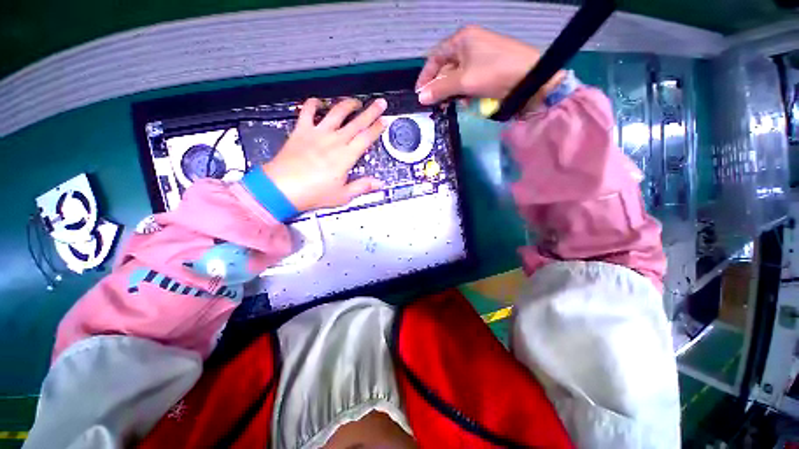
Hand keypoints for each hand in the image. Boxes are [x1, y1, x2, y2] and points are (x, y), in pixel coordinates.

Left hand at [262, 97, 386, 211]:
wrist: (282, 188)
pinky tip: (319, 102)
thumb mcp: (343, 195)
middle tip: (380, 103)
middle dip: (371, 111)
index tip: (384, 121)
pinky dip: (313, 103)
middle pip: (357, 122)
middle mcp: (334, 141)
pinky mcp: (301, 131)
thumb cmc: (313, 193)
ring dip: (348, 105)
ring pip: (336, 112)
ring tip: (356, 102)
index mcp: (346, 156)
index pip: (366, 138)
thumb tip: (378, 184)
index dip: (377, 128)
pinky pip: (307, 111)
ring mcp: (317, 133)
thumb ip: (362, 187)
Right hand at [416, 26, 563, 110]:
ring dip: (452, 93)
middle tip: (435, 105)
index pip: (435, 57)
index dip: (426, 76)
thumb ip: (441, 89)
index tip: (419, 94)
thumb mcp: (464, 81)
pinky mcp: (486, 70)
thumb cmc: (495, 72)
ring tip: (451, 105)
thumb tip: (421, 97)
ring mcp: (478, 58)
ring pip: (456, 78)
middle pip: (445, 69)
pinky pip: (468, 82)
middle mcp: (468, 46)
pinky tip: (466, 102)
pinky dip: (464, 93)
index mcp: (462, 40)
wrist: (530, 77)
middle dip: (440, 88)